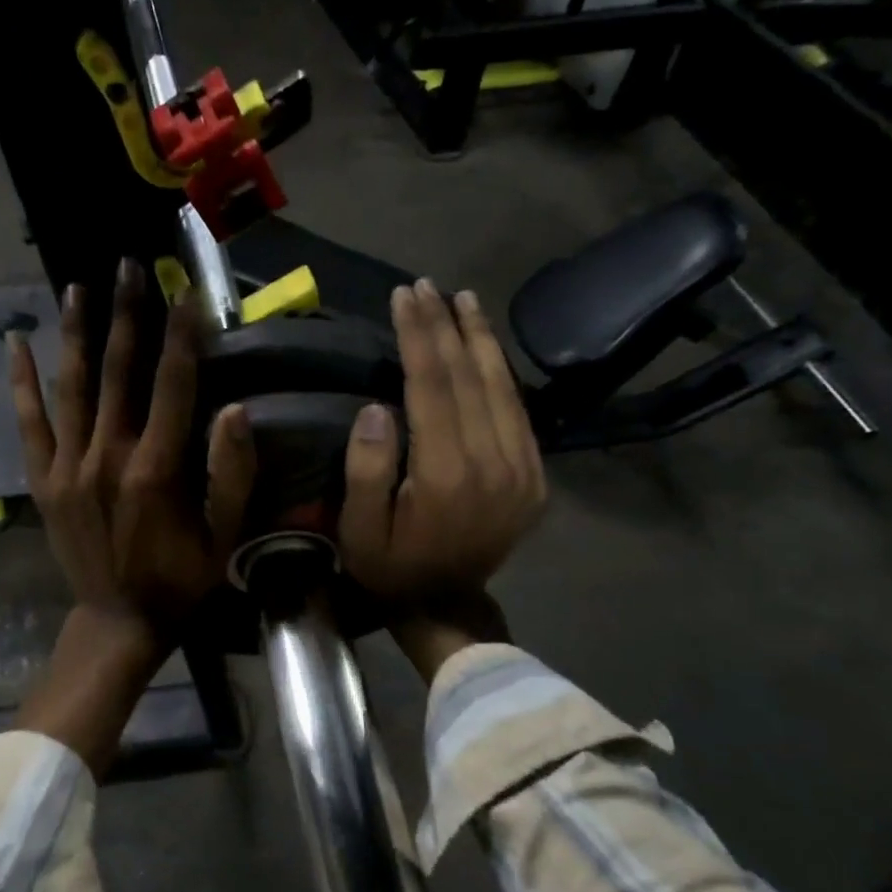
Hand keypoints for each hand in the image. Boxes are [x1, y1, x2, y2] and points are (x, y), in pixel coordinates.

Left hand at [7, 260, 255, 769]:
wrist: (117, 621)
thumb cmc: (179, 580)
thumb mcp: (224, 538)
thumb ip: (232, 475)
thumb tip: (238, 409)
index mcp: (156, 469)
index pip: (173, 384)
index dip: (182, 335)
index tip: (186, 290)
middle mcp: (107, 456)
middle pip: (119, 371)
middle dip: (127, 314)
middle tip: (130, 265)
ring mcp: (67, 466)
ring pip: (71, 386)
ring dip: (77, 332)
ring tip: (80, 285)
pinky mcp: (42, 480)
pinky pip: (29, 423)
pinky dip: (22, 382)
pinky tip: (16, 342)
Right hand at [339, 279, 544, 679]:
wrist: (447, 605)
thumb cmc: (391, 567)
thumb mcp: (358, 531)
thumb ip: (366, 471)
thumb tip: (378, 408)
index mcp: (446, 476)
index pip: (432, 386)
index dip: (418, 336)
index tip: (405, 297)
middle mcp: (493, 464)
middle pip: (468, 377)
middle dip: (445, 326)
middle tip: (425, 286)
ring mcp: (522, 469)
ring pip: (501, 387)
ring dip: (479, 339)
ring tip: (462, 300)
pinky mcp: (534, 476)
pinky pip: (518, 411)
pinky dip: (501, 372)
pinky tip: (486, 347)